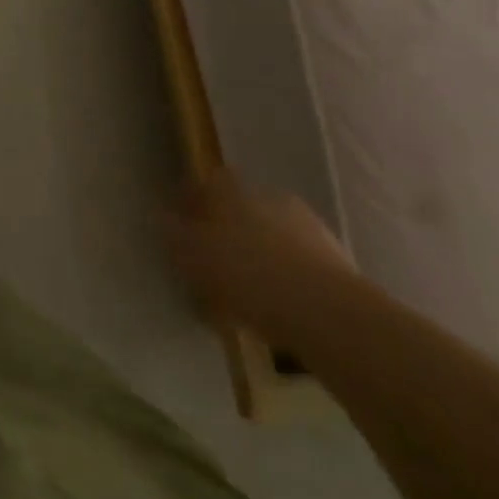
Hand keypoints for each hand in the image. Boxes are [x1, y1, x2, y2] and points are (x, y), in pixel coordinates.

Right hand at [163, 169, 355, 347]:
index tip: (182, 227)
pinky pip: (297, 267)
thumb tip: (162, 218)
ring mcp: (307, 228)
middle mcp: (268, 198)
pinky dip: (285, 281)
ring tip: (246, 295)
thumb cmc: (249, 277)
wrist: (330, 316)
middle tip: (214, 263)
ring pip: (271, 237)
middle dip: (227, 231)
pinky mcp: (336, 263)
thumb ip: (175, 236)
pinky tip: (276, 310)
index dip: (193, 202)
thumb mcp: (195, 257)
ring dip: (258, 256)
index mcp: (232, 191)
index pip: (206, 183)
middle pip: (240, 209)